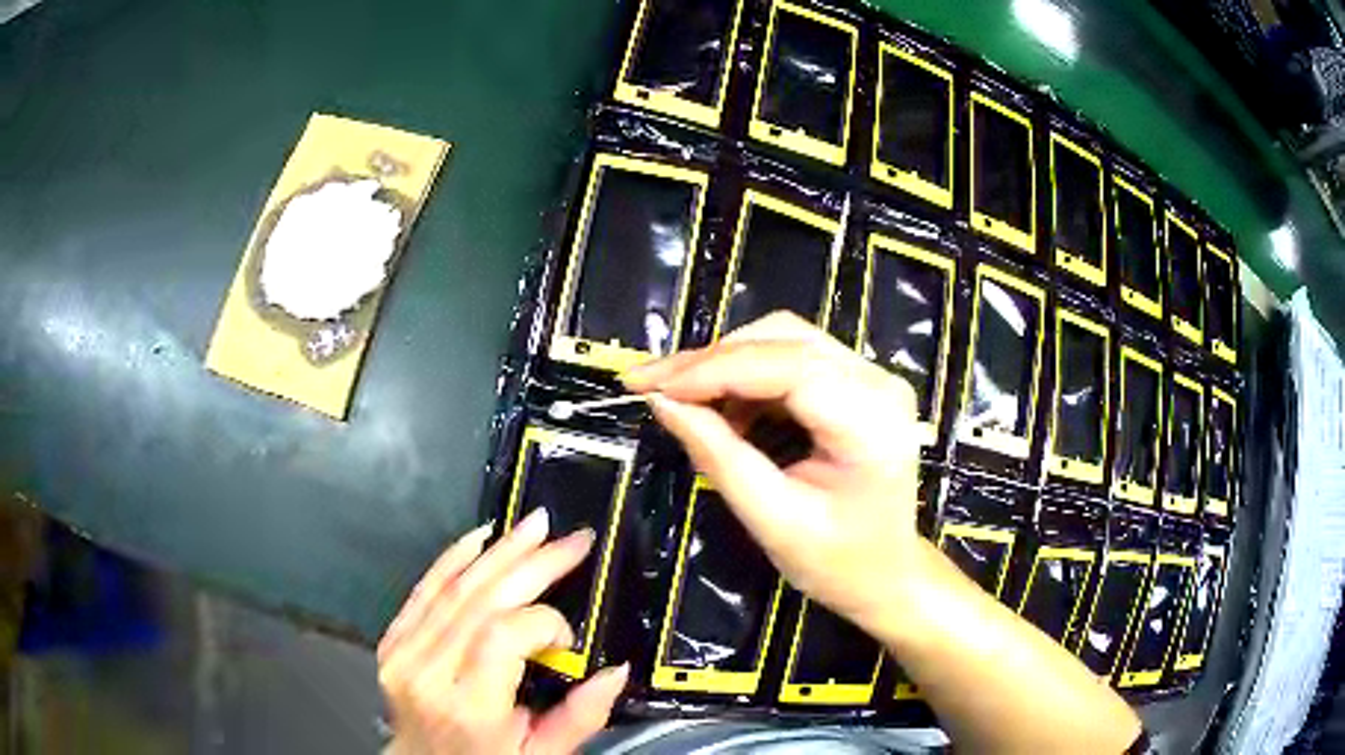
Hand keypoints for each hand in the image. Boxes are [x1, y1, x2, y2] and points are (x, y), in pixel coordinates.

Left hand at [378, 508, 628, 754]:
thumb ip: (579, 718)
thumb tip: (615, 671)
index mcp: (468, 707)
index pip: (504, 635)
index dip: (545, 623)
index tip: (567, 639)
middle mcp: (428, 672)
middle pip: (481, 601)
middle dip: (532, 563)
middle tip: (572, 539)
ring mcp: (403, 651)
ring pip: (454, 587)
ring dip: (499, 552)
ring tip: (536, 526)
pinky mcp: (393, 638)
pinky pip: (425, 588)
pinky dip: (454, 558)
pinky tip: (481, 538)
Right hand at [623, 312, 922, 629]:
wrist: (887, 574)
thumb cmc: (837, 562)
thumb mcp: (772, 519)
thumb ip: (718, 456)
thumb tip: (660, 402)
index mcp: (870, 421)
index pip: (786, 367)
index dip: (713, 369)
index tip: (651, 385)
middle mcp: (878, 382)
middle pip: (783, 339)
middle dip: (711, 360)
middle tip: (654, 386)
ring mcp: (871, 377)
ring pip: (783, 341)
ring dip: (726, 365)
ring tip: (686, 404)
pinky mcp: (857, 382)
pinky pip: (790, 359)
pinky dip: (747, 378)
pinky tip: (724, 410)